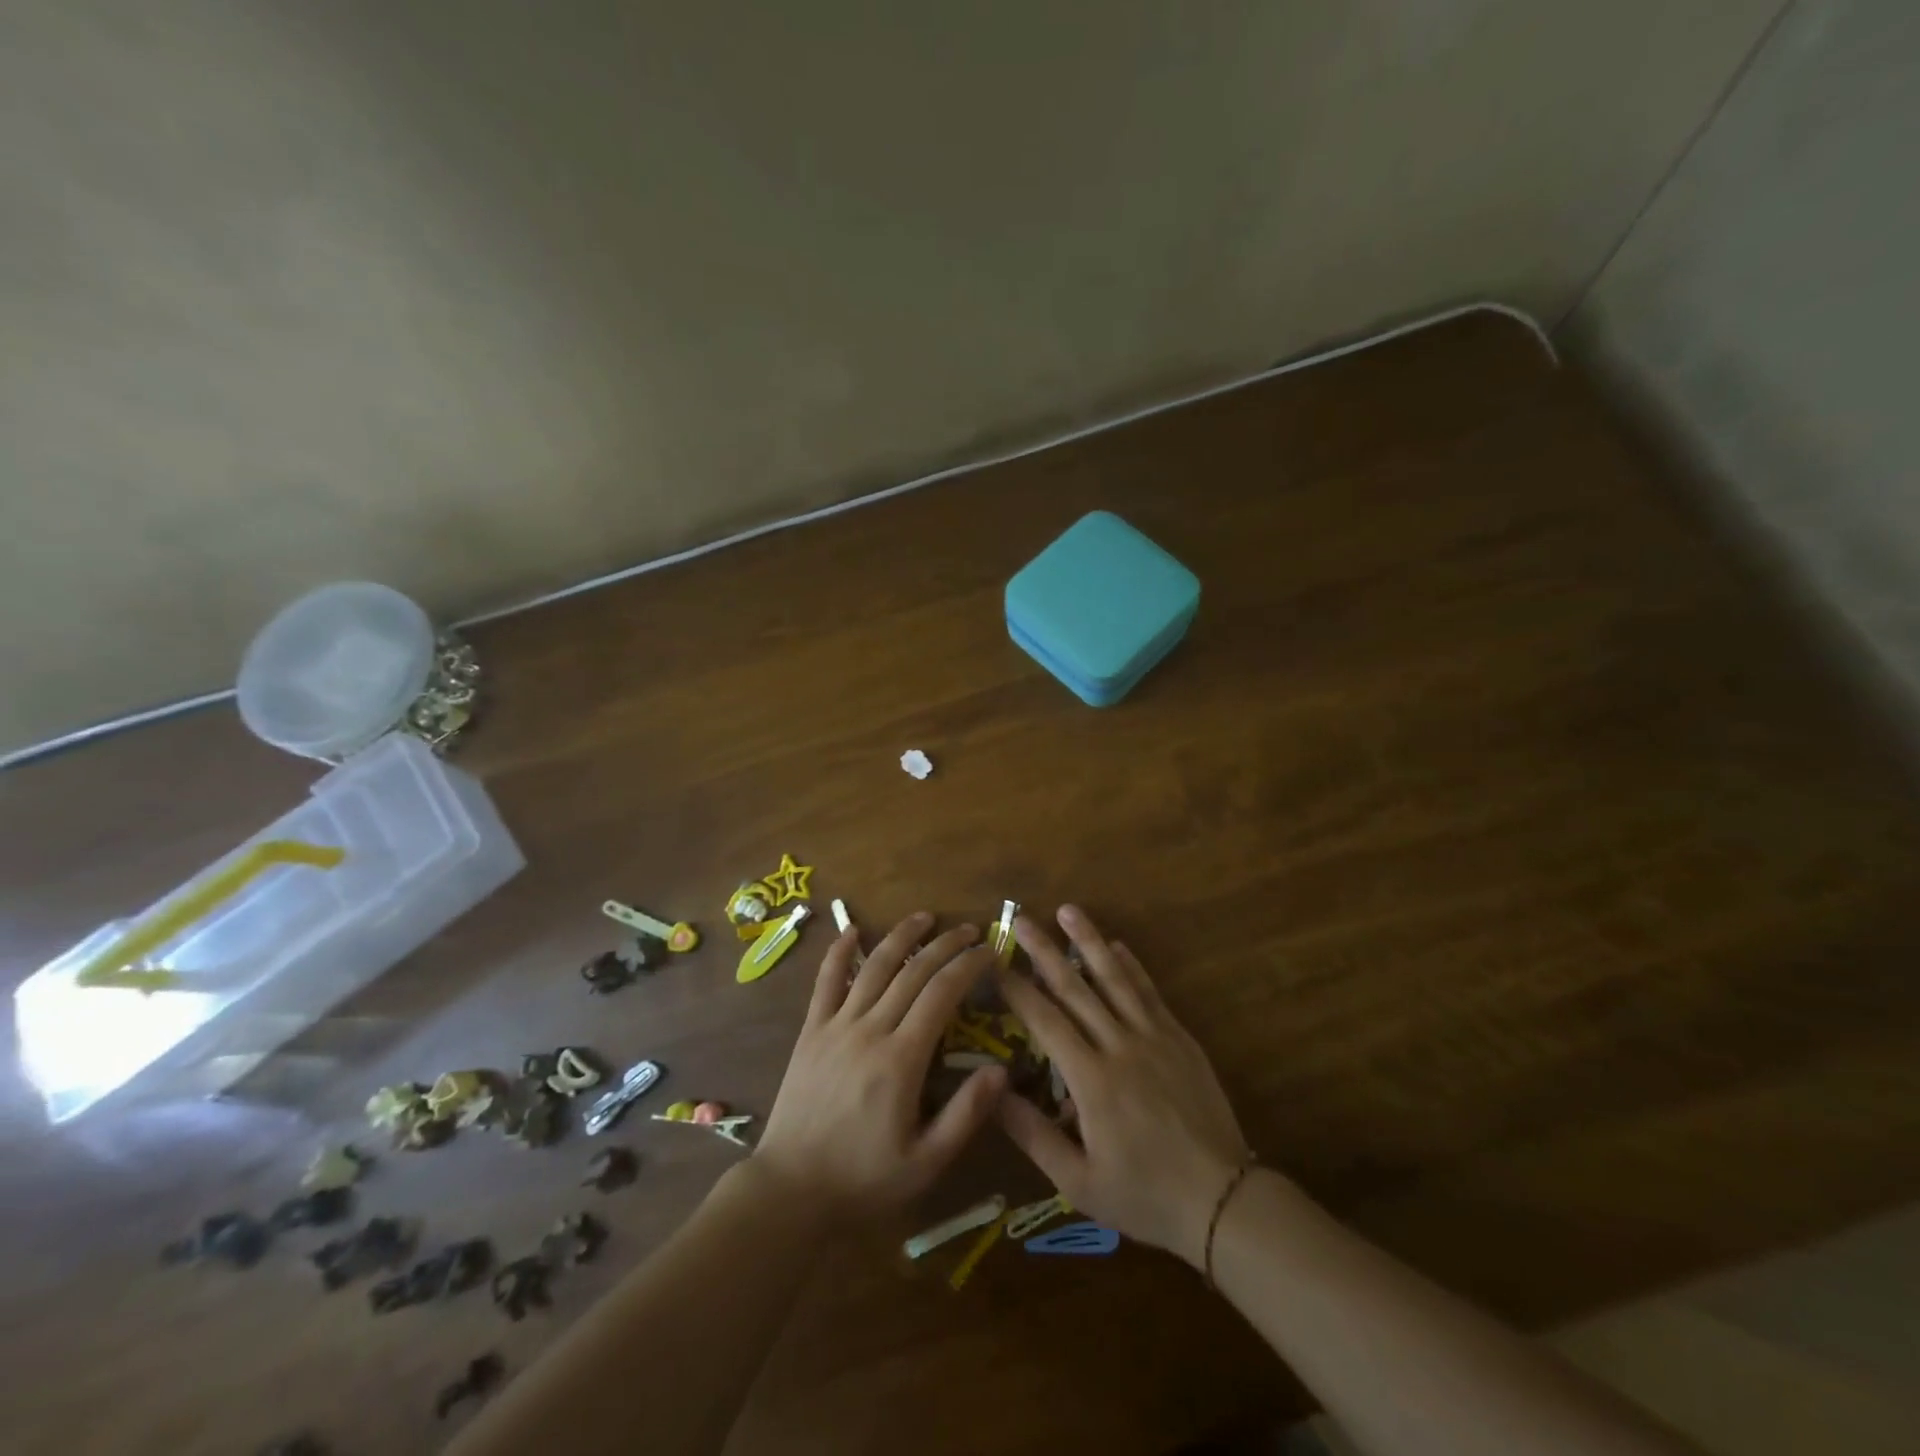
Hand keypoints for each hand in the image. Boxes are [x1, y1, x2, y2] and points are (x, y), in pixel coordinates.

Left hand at [754, 912, 1005, 1218]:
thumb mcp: (925, 1162)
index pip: (942, 994)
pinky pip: (825, 982)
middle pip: (913, 971)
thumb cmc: (864, 1179)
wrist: (790, 1190)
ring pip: (873, 967)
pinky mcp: (810, 1031)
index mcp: (902, 1059)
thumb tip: (1002, 1071)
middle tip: (970, 930)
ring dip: (901, 937)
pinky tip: (852, 931)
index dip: (968, 966)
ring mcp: (836, 1026)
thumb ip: (965, 1114)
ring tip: (925, 917)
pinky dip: (839, 953)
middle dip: (945, 944)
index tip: (990, 951)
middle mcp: (870, 1030)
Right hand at [995, 906, 1251, 1267]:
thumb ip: (1033, 1134)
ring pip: (1114, 978)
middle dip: (1044, 950)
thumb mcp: (1078, 1180)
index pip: (1045, 1021)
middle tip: (1021, 918)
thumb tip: (992, 1090)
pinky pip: (1150, 993)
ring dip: (1089, 941)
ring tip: (1068, 910)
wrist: (1221, 1199)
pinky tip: (1118, 945)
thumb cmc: (1143, 1194)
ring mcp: (1153, 1037)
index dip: (1017, 989)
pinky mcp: (1179, 1039)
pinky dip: (1132, 966)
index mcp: (1091, 1080)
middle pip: (1075, 988)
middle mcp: (1119, 1046)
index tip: (994, 962)